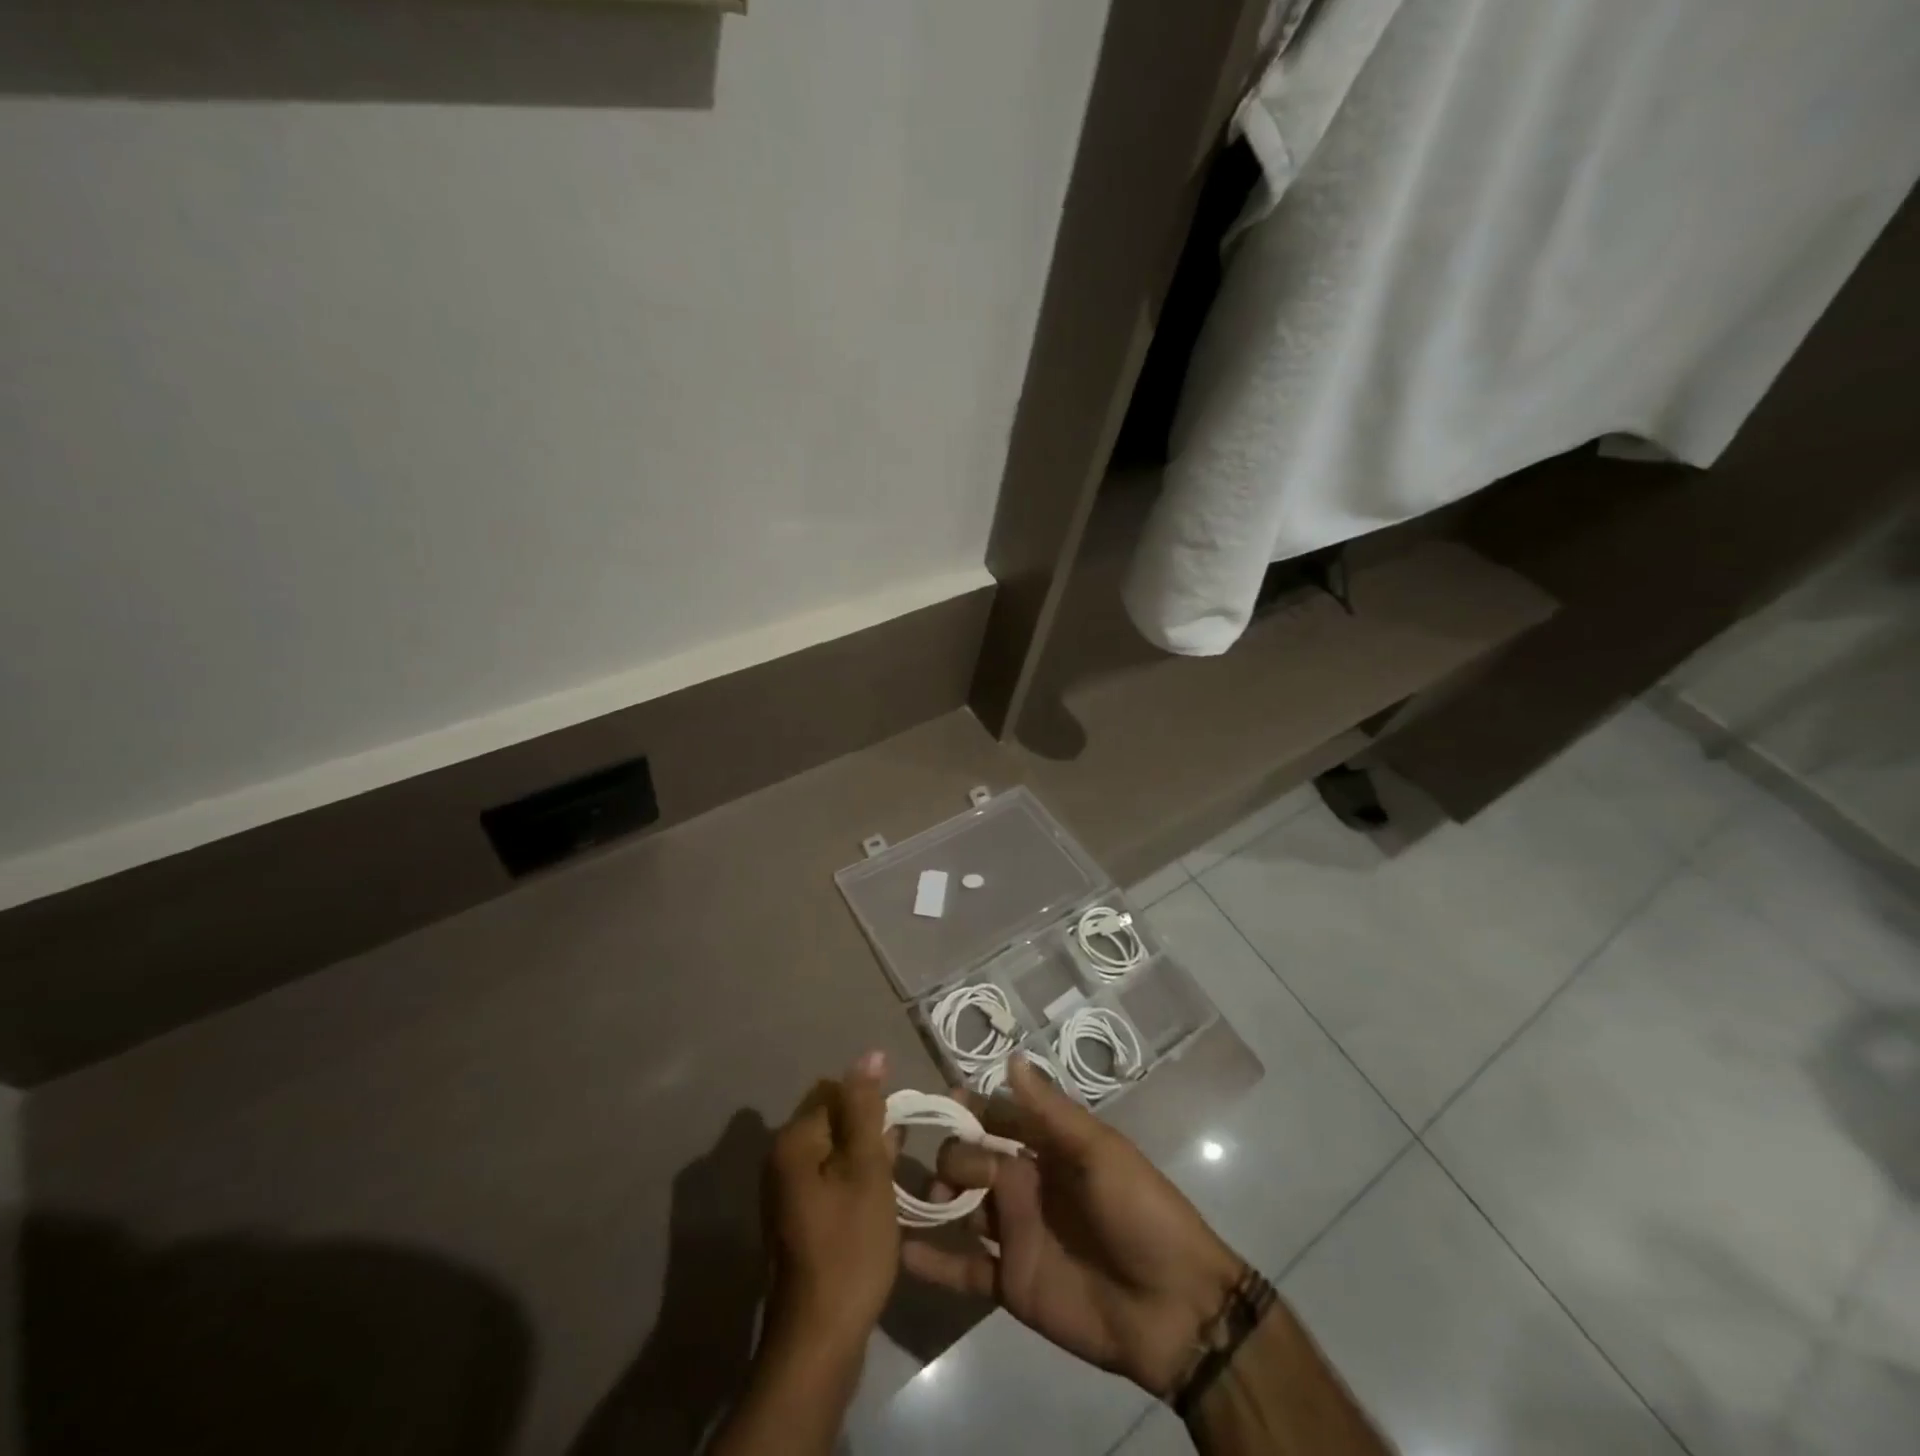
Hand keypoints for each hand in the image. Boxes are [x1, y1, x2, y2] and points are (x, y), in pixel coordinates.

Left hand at [761, 1051, 900, 1353]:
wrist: (819, 1339)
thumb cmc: (849, 1247)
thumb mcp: (867, 1170)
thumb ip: (867, 1109)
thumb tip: (870, 1054)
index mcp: (793, 1141)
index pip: (835, 1090)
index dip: (871, 1102)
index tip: (897, 1129)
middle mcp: (780, 1159)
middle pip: (832, 1119)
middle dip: (868, 1129)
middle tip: (897, 1158)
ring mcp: (785, 1191)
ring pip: (833, 1151)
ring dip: (863, 1156)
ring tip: (892, 1180)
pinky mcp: (796, 1218)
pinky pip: (829, 1179)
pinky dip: (853, 1181)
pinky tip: (877, 1202)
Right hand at [900, 1057, 1246, 1395]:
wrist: (1174, 1308)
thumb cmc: (1140, 1212)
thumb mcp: (1099, 1153)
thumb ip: (1050, 1112)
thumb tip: (1010, 1057)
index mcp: (1048, 1147)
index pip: (998, 1115)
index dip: (968, 1107)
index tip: (937, 1102)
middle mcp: (1026, 1182)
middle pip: (972, 1157)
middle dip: (950, 1156)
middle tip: (941, 1176)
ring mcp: (1015, 1232)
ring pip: (962, 1207)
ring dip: (932, 1201)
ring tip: (904, 1203)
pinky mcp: (1011, 1281)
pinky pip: (964, 1267)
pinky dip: (934, 1262)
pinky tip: (902, 1254)